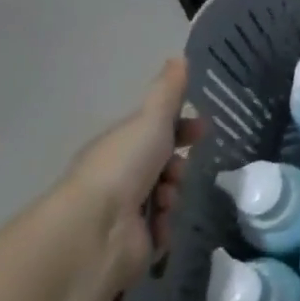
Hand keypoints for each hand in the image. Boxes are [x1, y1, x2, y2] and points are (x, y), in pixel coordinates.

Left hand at [67, 58, 201, 298]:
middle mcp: (119, 177)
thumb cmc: (123, 166)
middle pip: (163, 166)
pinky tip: (160, 226)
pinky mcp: (133, 244)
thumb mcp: (150, 119)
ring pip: (167, 198)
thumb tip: (180, 56)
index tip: (203, 130)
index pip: (155, 131)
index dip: (181, 128)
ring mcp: (124, 212)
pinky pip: (163, 230)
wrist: (96, 231)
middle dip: (178, 168)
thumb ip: (168, 91)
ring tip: (165, 202)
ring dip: (173, 197)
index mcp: (119, 145)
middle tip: (178, 173)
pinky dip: (166, 227)